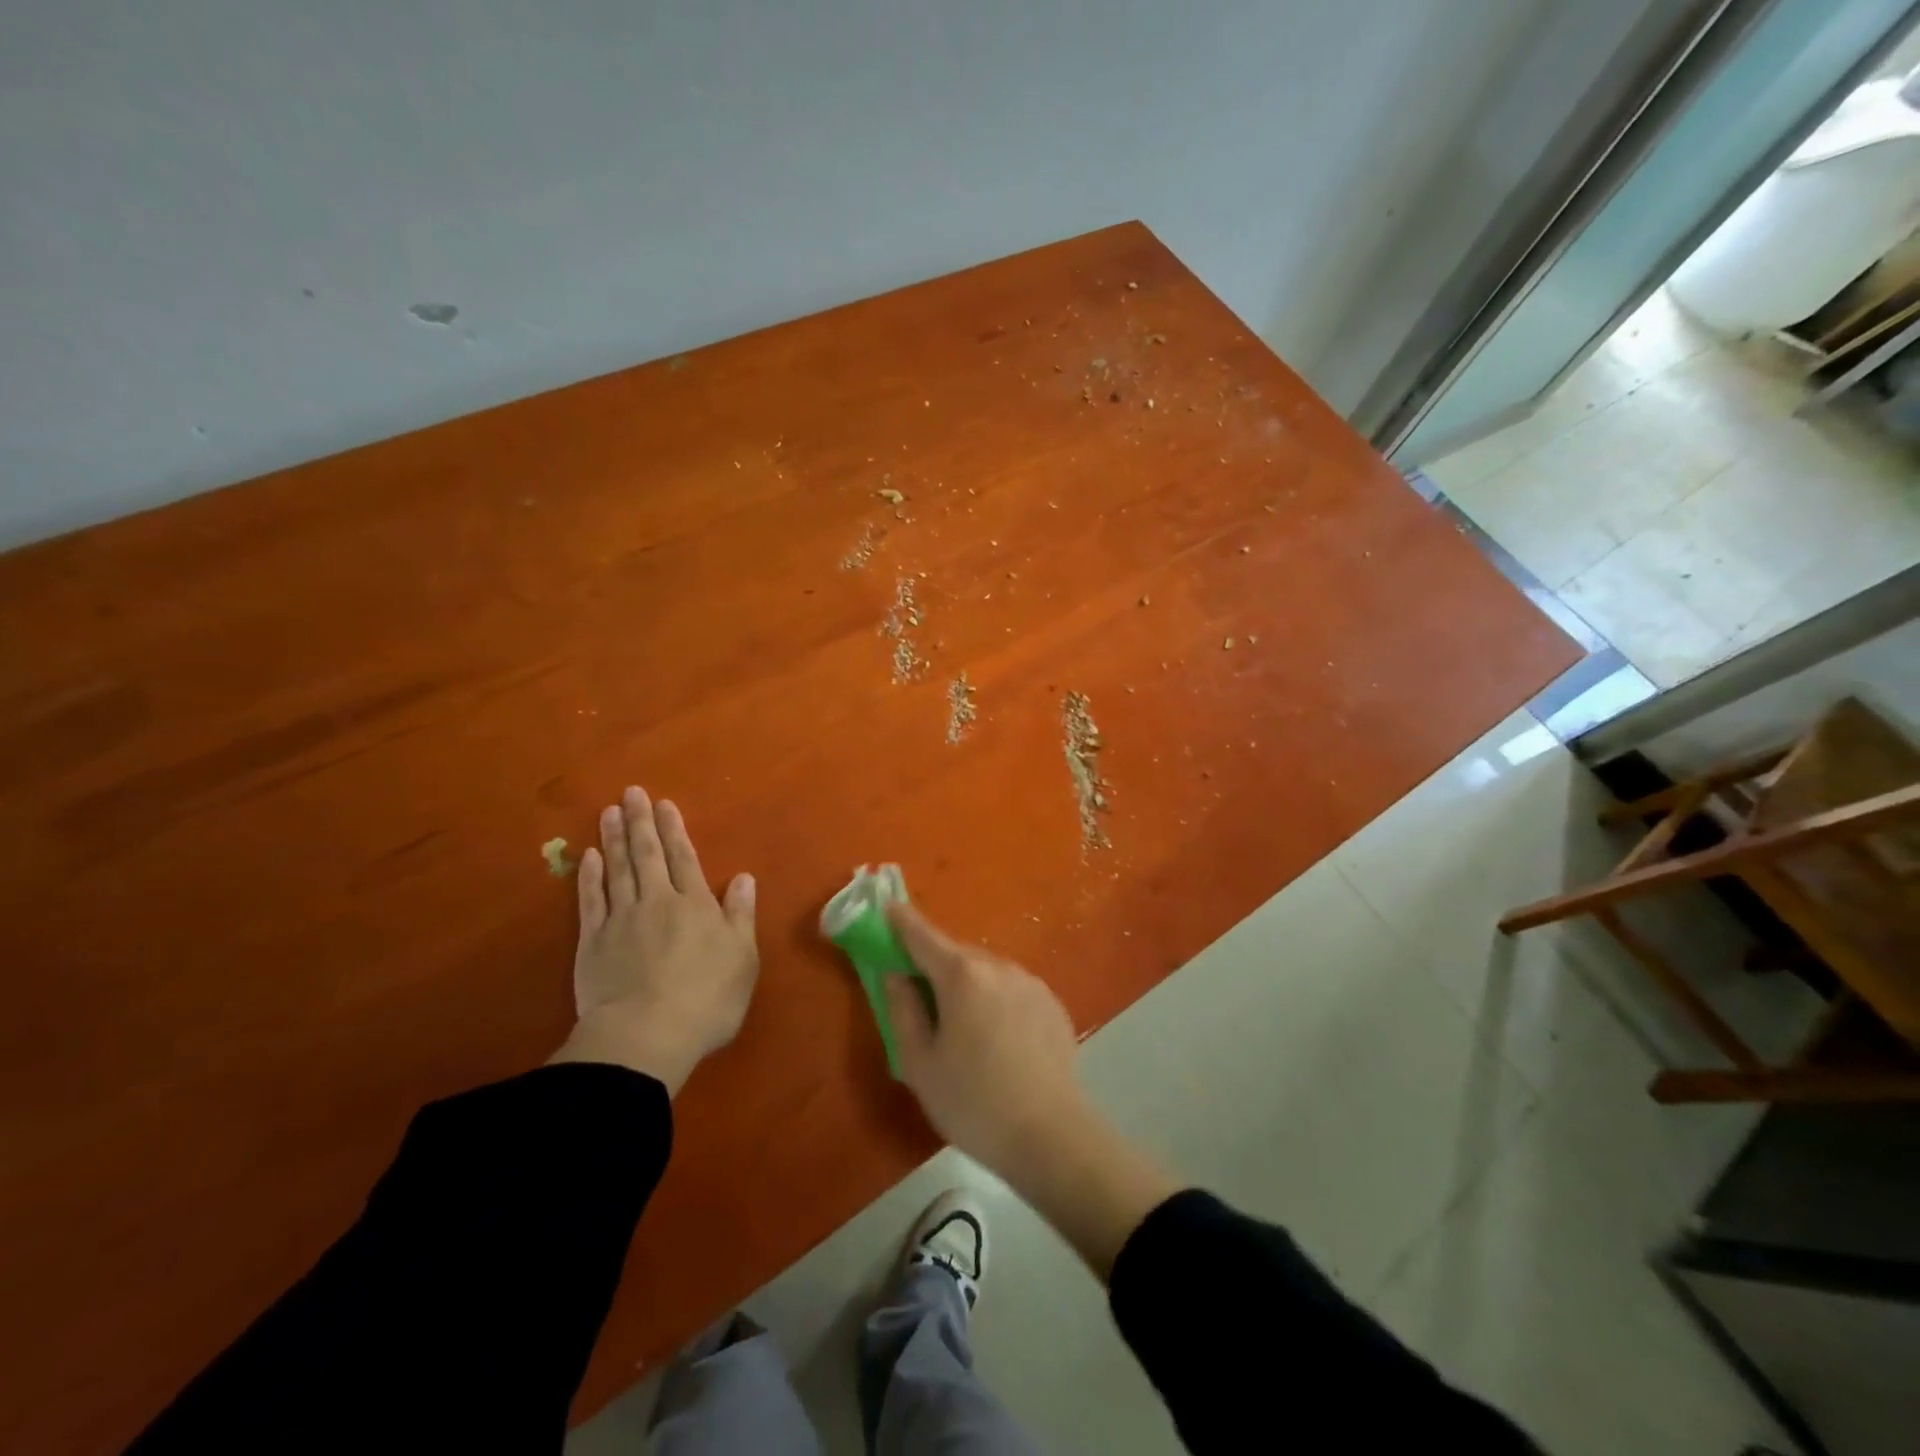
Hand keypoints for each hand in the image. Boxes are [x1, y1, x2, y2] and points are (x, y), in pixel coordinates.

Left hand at [548, 787, 757, 1094]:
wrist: (646, 1035)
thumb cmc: (706, 999)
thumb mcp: (742, 958)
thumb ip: (740, 915)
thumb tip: (745, 877)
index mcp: (696, 905)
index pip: (685, 858)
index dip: (675, 829)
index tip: (664, 804)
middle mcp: (658, 902)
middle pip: (648, 855)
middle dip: (641, 822)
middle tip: (632, 792)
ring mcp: (621, 920)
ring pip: (618, 870)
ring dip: (614, 839)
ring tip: (610, 811)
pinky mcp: (593, 942)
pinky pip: (591, 900)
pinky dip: (590, 876)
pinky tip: (589, 857)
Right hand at [884, 902, 1178, 1279]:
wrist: (1051, 1136)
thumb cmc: (973, 1102)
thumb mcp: (920, 1063)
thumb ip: (902, 1010)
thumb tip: (896, 975)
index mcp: (962, 975)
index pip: (923, 935)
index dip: (901, 921)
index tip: (886, 907)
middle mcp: (999, 966)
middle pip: (956, 954)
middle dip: (934, 963)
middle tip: (917, 990)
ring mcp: (1031, 982)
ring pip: (986, 971)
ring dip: (967, 984)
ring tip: (960, 1025)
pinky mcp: (1052, 1004)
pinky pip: (1011, 989)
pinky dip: (995, 1000)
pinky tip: (996, 1039)